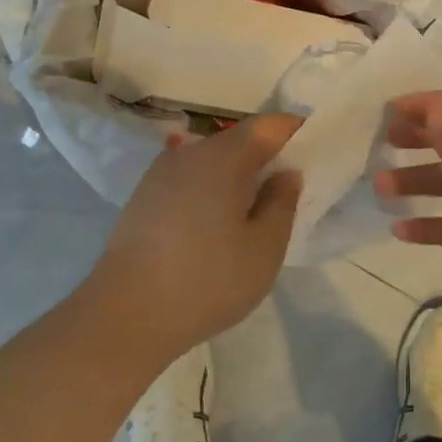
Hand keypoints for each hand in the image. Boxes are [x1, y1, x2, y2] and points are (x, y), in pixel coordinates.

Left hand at [90, 114, 303, 365]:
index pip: (268, 126)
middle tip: (290, 181)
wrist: (125, 314)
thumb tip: (286, 173)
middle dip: (266, 153)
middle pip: (237, 140)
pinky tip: (216, 217)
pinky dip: (210, 187)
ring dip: (236, 172)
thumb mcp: (263, 249)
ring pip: (210, 160)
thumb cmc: (207, 280)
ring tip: (254, 203)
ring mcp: (160, 174)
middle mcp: (189, 153)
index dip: (295, 130)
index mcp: (223, 158)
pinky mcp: (143, 197)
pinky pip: (188, 178)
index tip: (316, 145)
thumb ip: (282, 203)